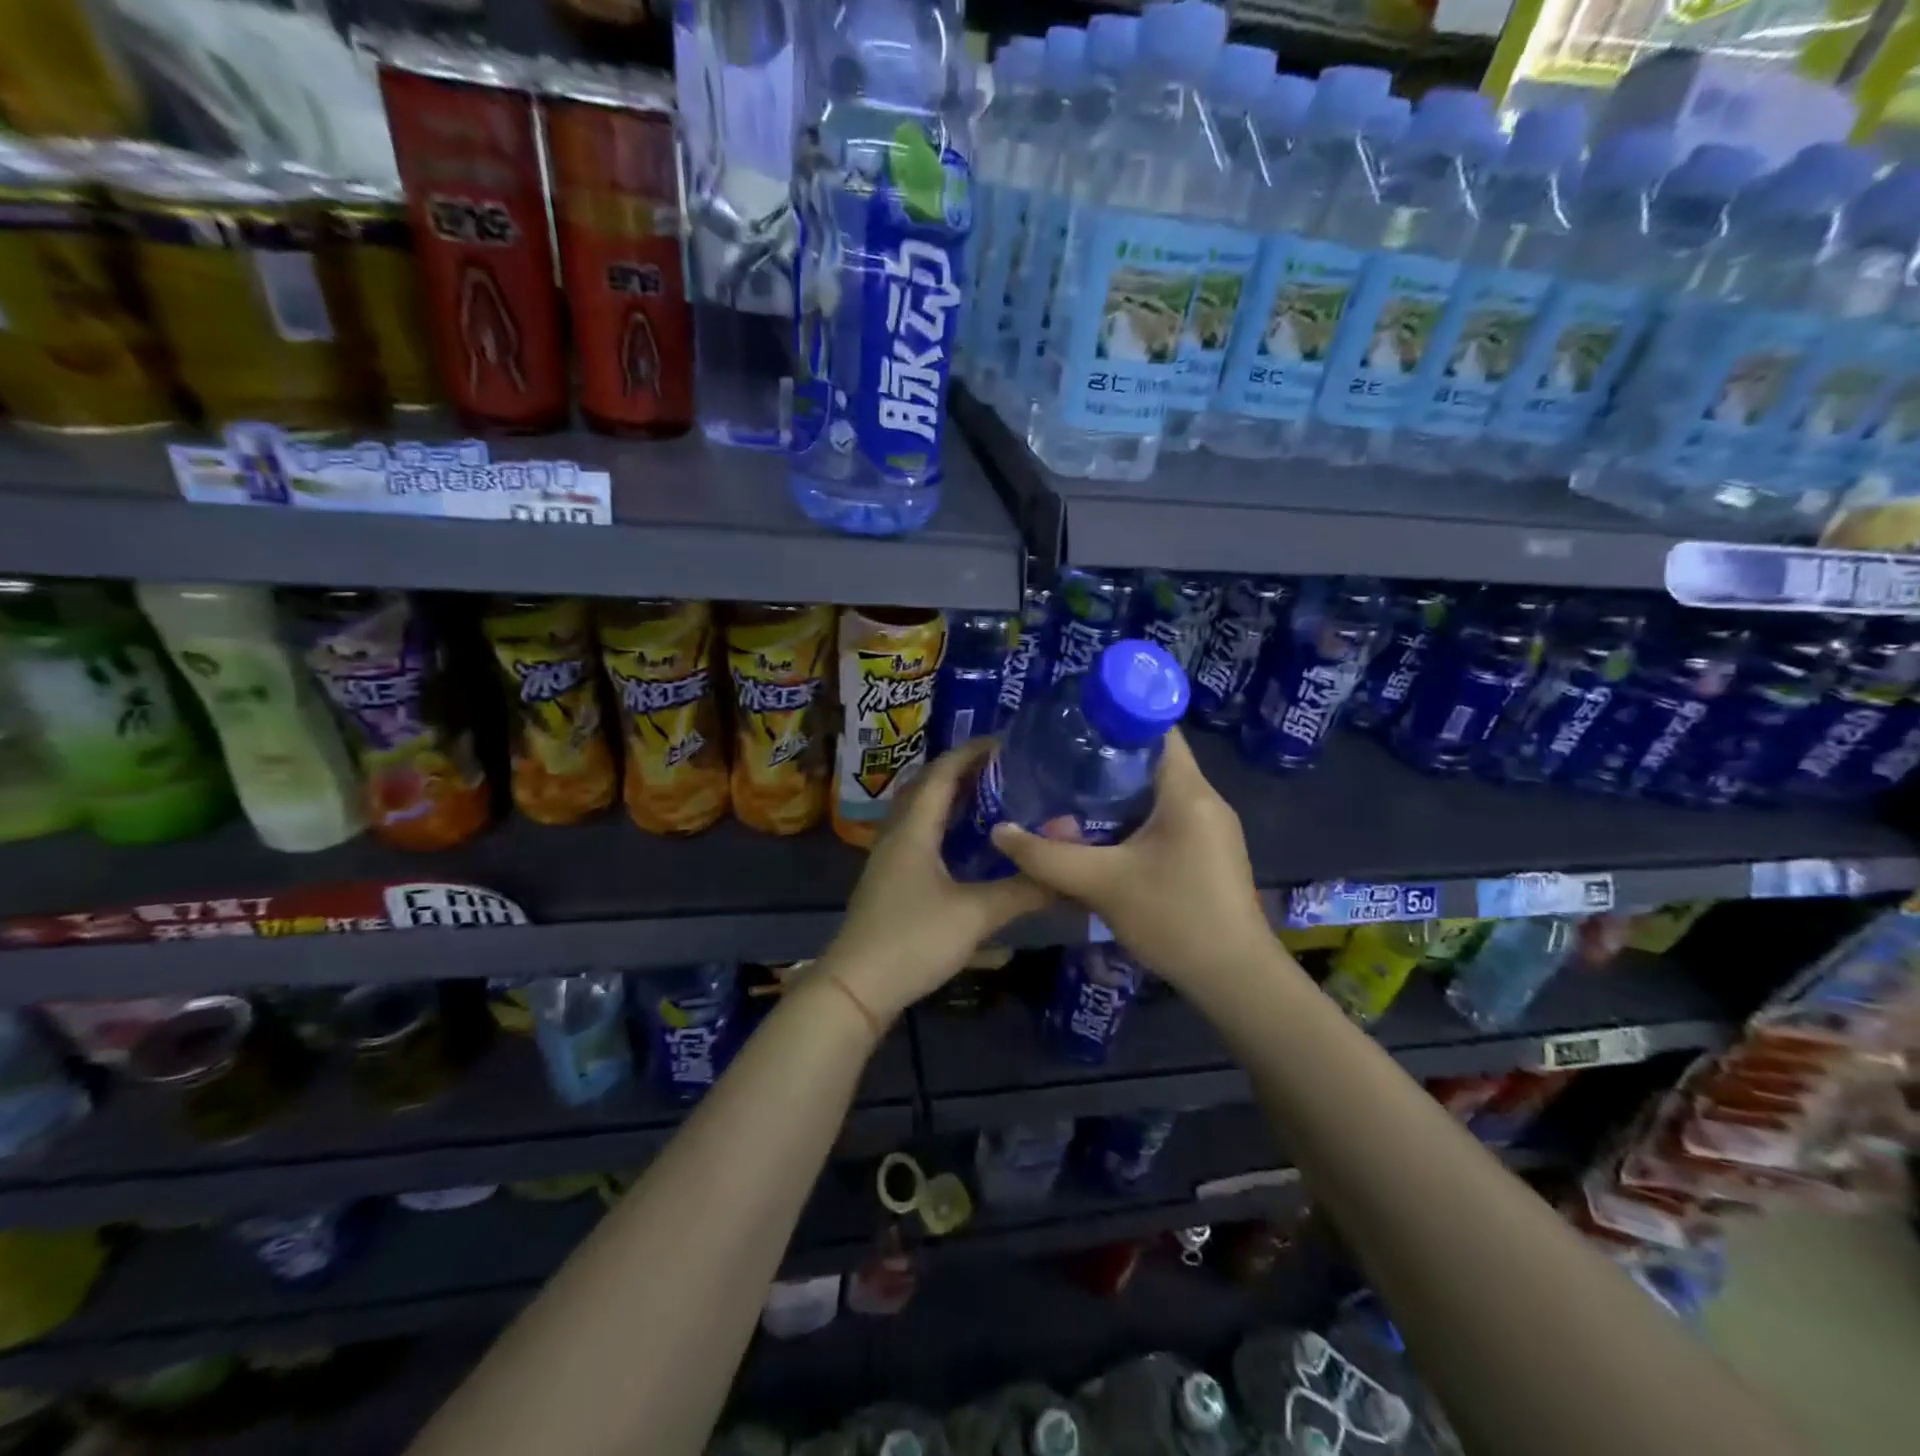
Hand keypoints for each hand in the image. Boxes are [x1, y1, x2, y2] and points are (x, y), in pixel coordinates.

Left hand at [822, 739, 1051, 1024]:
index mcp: (914, 828)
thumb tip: (1067, 872)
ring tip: (991, 795)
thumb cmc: (913, 940)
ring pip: (920, 811)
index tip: (1007, 741)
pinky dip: (943, 824)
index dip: (972, 752)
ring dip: (951, 797)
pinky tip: (966, 842)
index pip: (942, 773)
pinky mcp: (891, 880)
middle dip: (963, 770)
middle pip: (928, 786)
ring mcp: (890, 858)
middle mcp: (897, 834)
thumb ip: (1023, 890)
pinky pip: (919, 834)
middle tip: (1004, 767)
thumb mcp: (975, 915)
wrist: (857, 988)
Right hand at [986, 727, 1271, 991]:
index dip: (1114, 718)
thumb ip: (1046, 857)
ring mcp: (1211, 828)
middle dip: (1105, 759)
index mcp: (1188, 791)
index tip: (1072, 726)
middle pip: (1152, 760)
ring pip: (1157, 792)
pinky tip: (1100, 836)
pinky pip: (1166, 818)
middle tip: (1057, 764)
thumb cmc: (1175, 918)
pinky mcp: (1208, 853)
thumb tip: (999, 832)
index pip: (1155, 728)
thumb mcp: (1102, 884)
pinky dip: (1132, 818)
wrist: (1236, 980)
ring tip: (1068, 796)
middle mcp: (1205, 800)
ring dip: (1116, 793)